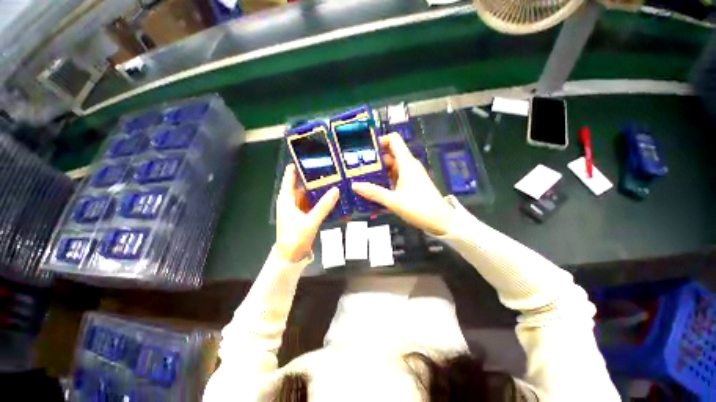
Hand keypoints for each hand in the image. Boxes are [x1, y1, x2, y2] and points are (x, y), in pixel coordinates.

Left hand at [276, 164, 338, 262]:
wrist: (290, 257)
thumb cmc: (295, 238)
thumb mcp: (310, 221)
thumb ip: (323, 206)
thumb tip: (336, 189)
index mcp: (286, 199)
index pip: (290, 176)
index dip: (298, 165)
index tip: (310, 155)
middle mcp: (290, 200)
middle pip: (301, 183)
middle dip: (312, 176)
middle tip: (328, 166)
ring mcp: (296, 207)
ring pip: (307, 193)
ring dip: (317, 187)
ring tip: (331, 178)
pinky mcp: (302, 214)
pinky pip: (311, 202)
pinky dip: (318, 198)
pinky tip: (329, 195)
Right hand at [352, 133, 453, 234]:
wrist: (441, 221)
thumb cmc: (419, 207)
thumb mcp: (393, 201)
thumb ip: (374, 192)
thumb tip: (354, 185)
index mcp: (406, 163)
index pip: (394, 140)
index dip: (380, 140)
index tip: (365, 148)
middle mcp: (409, 165)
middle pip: (390, 154)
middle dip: (374, 159)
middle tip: (357, 166)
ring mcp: (411, 175)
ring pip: (392, 166)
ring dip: (379, 171)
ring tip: (362, 177)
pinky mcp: (412, 183)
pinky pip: (396, 176)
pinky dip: (386, 179)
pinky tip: (375, 187)